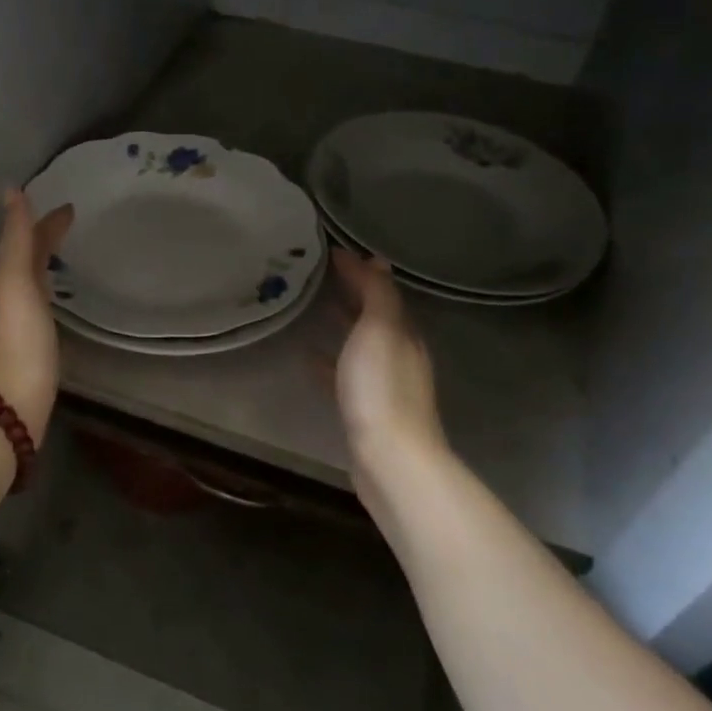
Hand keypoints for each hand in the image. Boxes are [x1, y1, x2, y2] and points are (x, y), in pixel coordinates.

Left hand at [0, 190, 75, 444]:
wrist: (3, 411)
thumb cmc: (14, 342)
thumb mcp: (14, 283)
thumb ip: (15, 239)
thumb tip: (10, 190)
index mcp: (7, 282)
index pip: (27, 243)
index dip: (46, 224)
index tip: (71, 208)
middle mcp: (10, 303)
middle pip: (28, 265)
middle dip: (45, 244)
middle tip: (73, 229)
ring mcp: (21, 332)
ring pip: (33, 290)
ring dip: (46, 272)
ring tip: (67, 262)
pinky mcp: (34, 359)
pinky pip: (42, 317)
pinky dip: (50, 303)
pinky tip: (58, 313)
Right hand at [331, 250, 448, 484]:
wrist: (390, 458)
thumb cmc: (381, 387)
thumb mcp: (380, 330)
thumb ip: (378, 294)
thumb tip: (376, 260)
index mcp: (404, 332)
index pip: (381, 290)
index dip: (359, 270)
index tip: (329, 252)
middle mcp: (398, 354)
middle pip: (373, 315)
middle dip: (351, 293)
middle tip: (316, 275)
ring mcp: (382, 383)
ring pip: (359, 343)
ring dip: (341, 324)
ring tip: (312, 308)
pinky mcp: (365, 408)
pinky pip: (344, 373)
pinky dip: (328, 360)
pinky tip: (308, 357)